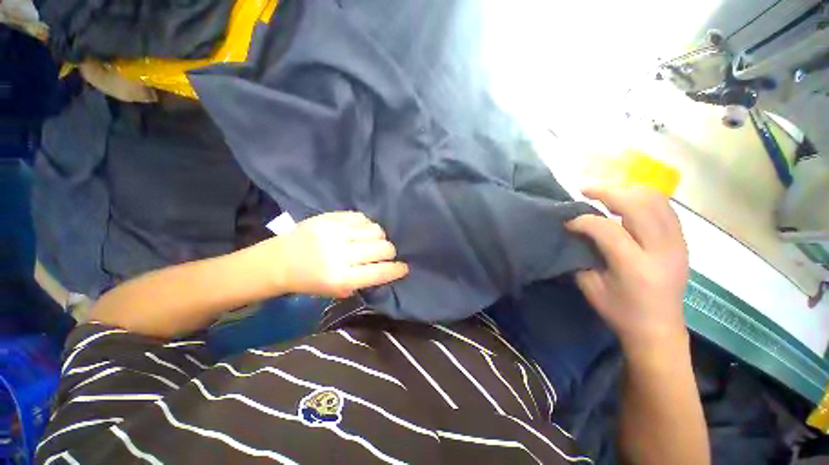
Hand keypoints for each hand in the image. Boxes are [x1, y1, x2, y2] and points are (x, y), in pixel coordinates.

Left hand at [258, 211, 408, 297]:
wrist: (279, 260)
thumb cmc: (309, 281)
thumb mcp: (336, 291)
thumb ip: (362, 281)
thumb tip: (386, 269)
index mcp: (340, 278)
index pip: (379, 272)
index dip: (397, 269)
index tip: (404, 267)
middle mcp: (339, 254)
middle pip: (382, 248)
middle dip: (390, 252)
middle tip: (386, 254)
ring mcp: (334, 232)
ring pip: (375, 230)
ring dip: (379, 237)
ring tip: (373, 241)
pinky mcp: (330, 217)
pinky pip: (362, 217)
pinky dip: (367, 225)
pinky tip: (361, 231)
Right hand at [566, 187, 688, 352]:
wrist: (660, 330)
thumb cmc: (620, 312)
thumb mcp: (591, 287)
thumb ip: (581, 255)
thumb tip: (573, 232)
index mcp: (635, 267)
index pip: (607, 229)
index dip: (583, 220)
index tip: (568, 221)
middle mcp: (661, 250)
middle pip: (637, 204)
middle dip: (606, 191)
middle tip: (584, 190)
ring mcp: (677, 243)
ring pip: (655, 200)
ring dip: (626, 190)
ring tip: (604, 192)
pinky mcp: (682, 241)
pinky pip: (665, 207)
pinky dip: (643, 197)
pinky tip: (626, 200)